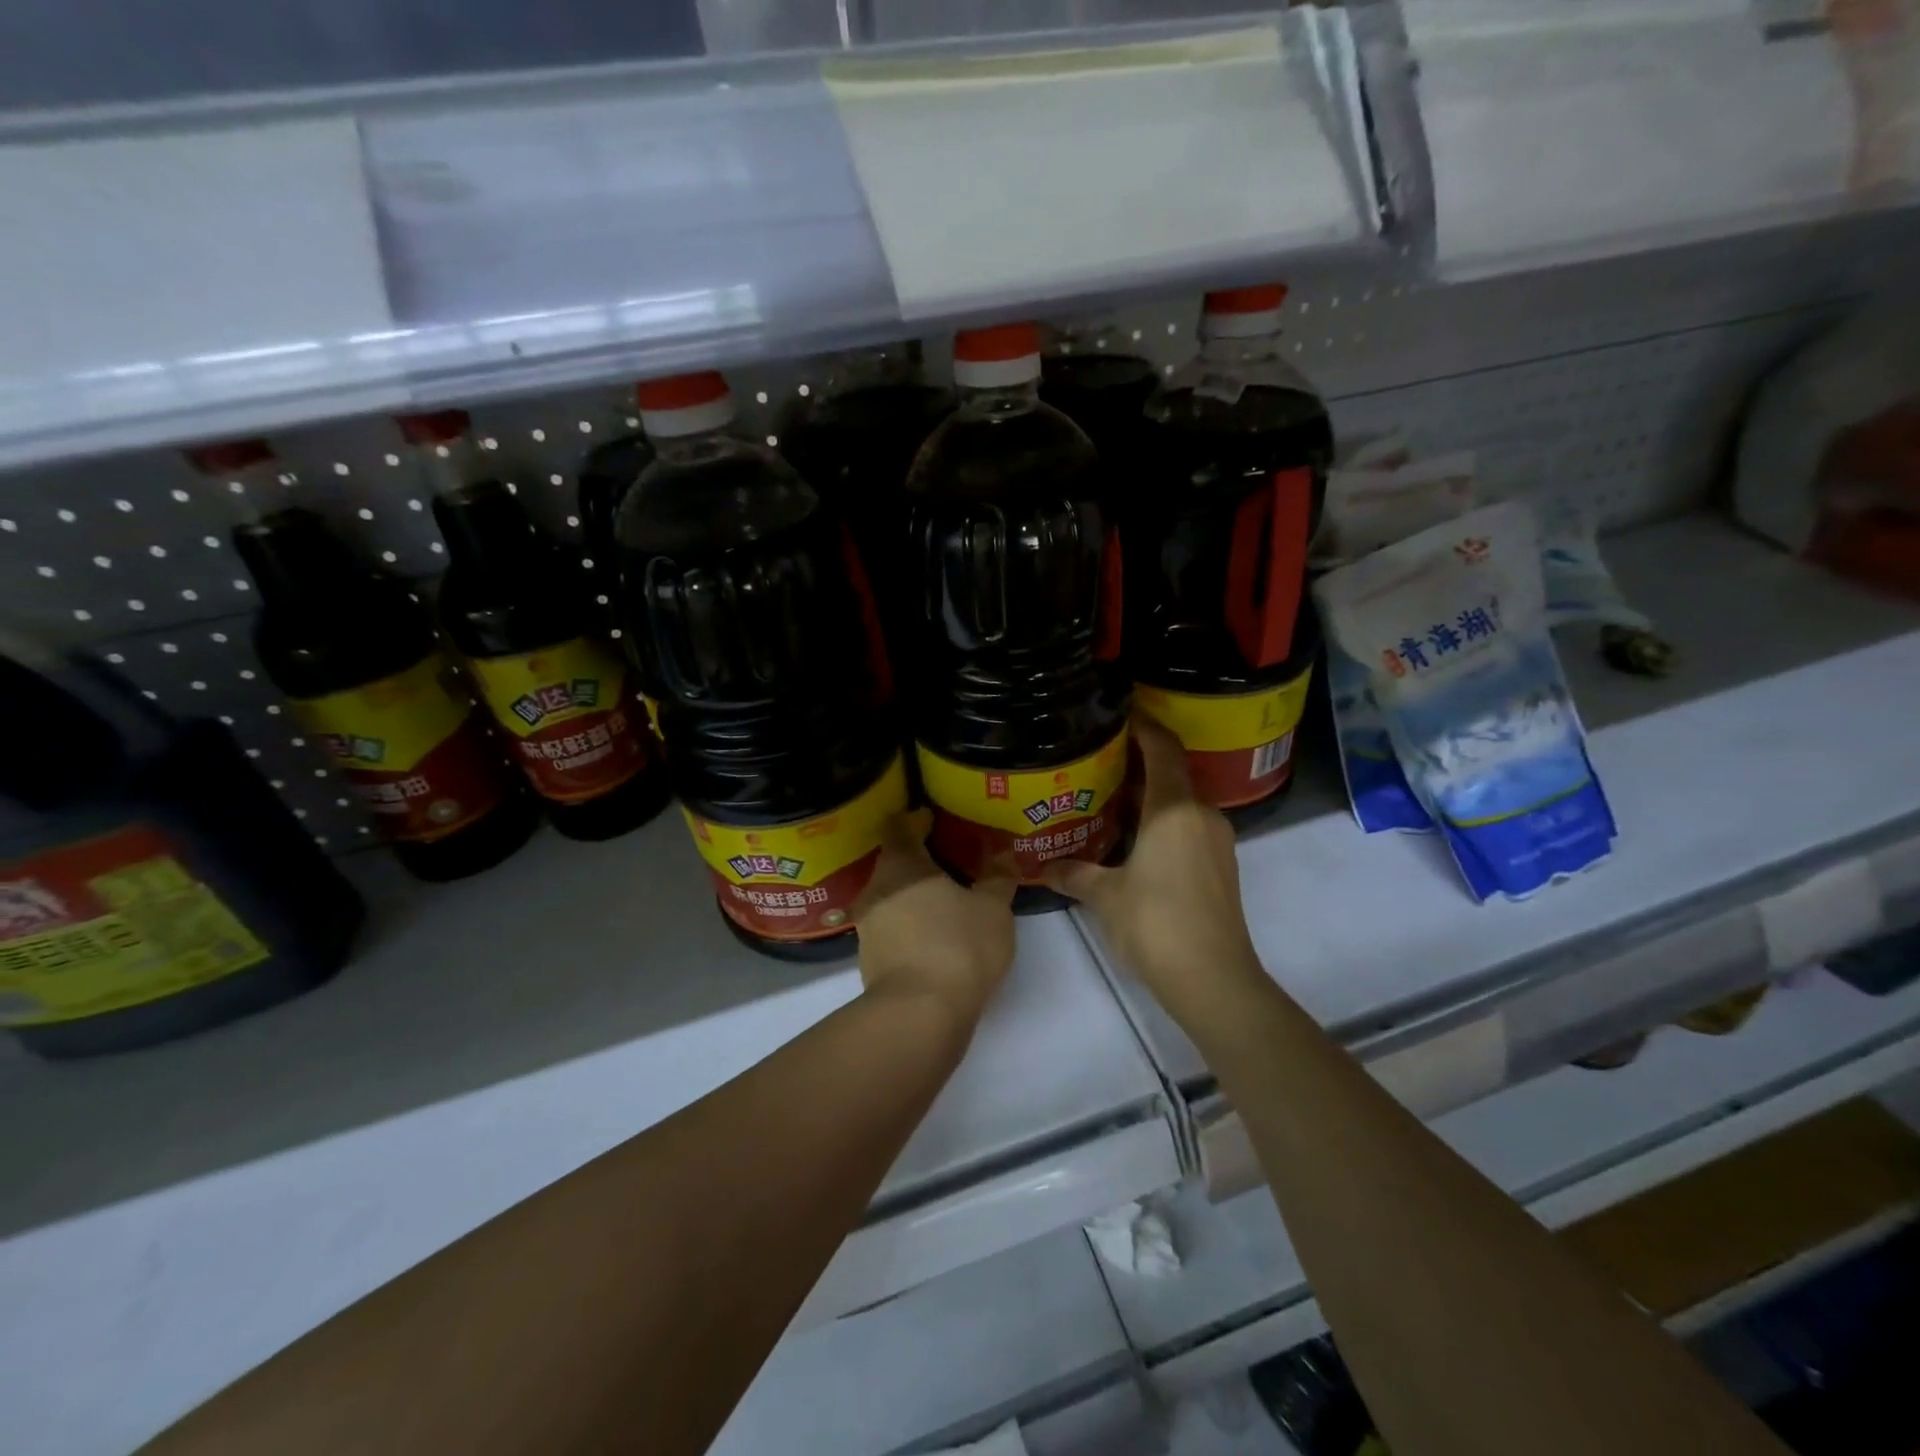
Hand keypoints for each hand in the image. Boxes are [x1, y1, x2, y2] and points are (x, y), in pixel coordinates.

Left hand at [854, 809, 1017, 1021]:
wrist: (919, 1014)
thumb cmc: (958, 946)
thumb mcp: (992, 908)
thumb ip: (998, 876)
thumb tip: (1003, 853)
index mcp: (901, 865)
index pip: (899, 827)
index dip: (915, 819)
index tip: (933, 819)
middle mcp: (876, 889)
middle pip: (893, 861)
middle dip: (918, 858)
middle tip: (948, 859)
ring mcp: (869, 926)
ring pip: (890, 895)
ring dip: (913, 892)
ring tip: (943, 897)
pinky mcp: (870, 958)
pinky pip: (891, 925)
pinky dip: (909, 920)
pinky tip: (933, 931)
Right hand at [1041, 715, 1261, 1023]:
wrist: (1214, 980)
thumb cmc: (1156, 924)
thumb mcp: (1105, 896)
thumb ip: (1074, 874)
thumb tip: (1042, 868)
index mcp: (1173, 810)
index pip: (1163, 748)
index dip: (1143, 725)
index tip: (1116, 714)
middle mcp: (1201, 815)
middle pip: (1171, 773)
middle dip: (1137, 764)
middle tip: (1097, 762)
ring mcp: (1216, 841)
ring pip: (1180, 802)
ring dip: (1149, 796)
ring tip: (1108, 800)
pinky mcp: (1220, 865)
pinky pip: (1188, 826)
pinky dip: (1162, 821)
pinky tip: (1133, 839)